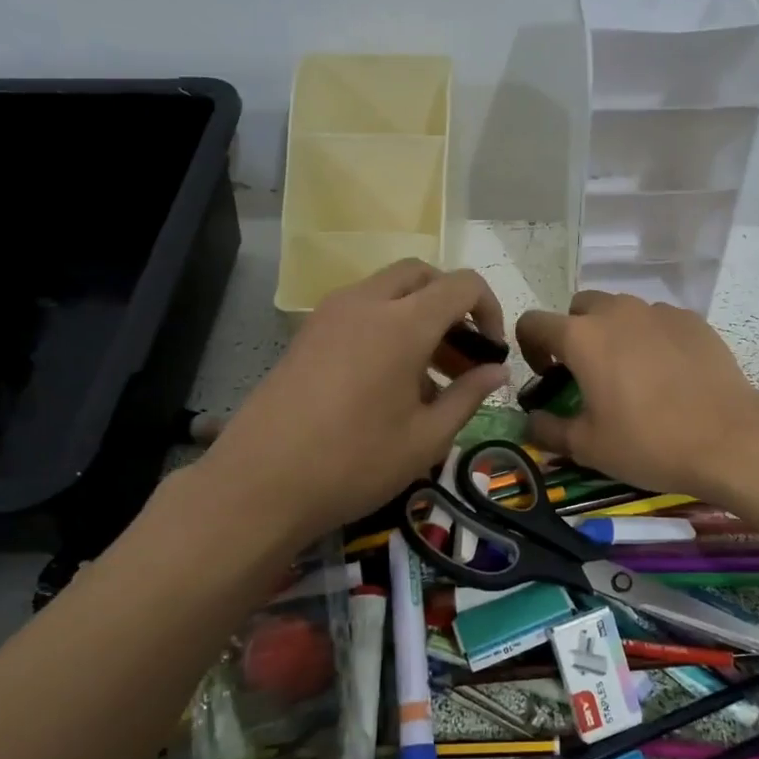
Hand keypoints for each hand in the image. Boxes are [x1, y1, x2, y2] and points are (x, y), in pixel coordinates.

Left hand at [187, 261, 508, 544]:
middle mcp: (366, 303)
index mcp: (403, 323)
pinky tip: (389, 383)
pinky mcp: (307, 333)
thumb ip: (468, 396)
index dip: (489, 310)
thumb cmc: (355, 463)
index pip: (462, 285)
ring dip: (419, 315)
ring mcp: (330, 314)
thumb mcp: (427, 438)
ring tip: (430, 378)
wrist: (260, 483)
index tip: (492, 353)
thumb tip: (498, 371)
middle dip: (452, 305)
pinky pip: (360, 310)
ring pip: (388, 290)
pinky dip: (387, 326)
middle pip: (422, 275)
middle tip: (463, 355)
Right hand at [515, 291, 758, 497]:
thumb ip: (547, 430)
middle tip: (587, 373)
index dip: (530, 347)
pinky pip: (657, 320)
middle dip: (573, 333)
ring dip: (612, 332)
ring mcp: (658, 312)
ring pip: (621, 310)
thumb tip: (530, 420)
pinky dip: (650, 338)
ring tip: (630, 373)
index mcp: (581, 337)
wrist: (729, 438)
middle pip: (579, 307)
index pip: (534, 322)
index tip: (546, 376)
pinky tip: (667, 373)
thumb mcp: (588, 447)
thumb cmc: (648, 442)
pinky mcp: (692, 320)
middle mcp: (616, 312)